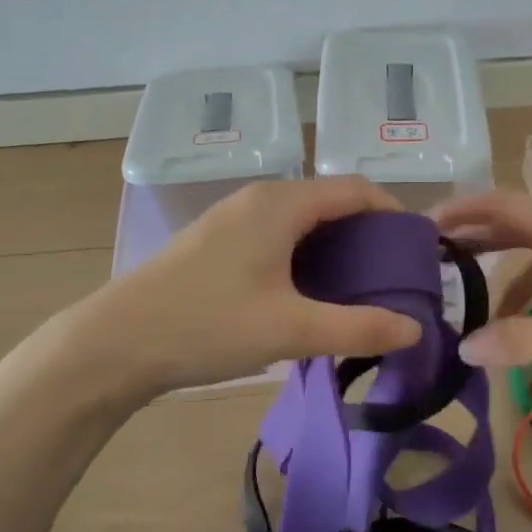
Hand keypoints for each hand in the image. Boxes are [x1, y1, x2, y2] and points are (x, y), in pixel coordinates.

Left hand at [69, 178, 424, 398]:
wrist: (116, 342)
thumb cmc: (208, 325)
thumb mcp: (291, 330)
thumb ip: (358, 327)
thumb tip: (415, 328)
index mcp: (281, 204)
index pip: (354, 189)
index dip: (392, 212)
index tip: (415, 249)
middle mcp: (258, 198)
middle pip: (329, 200)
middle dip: (366, 232)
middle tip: (391, 274)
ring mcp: (232, 217)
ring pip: (300, 218)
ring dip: (334, 243)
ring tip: (356, 286)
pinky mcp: (215, 240)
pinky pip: (276, 232)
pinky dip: (304, 252)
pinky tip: (306, 290)